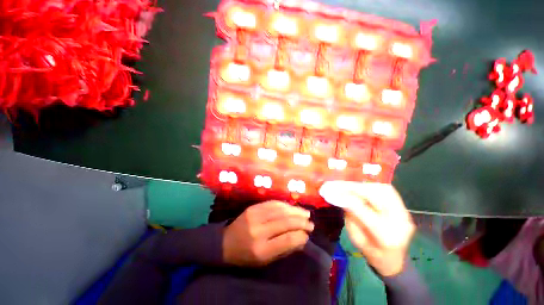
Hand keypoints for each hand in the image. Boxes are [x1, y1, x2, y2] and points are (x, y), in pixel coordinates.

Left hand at [223, 201, 313, 266]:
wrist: (225, 243)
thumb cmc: (246, 256)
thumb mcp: (265, 261)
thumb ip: (284, 249)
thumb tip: (302, 238)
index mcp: (261, 249)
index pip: (287, 240)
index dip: (301, 236)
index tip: (307, 235)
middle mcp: (259, 230)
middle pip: (285, 222)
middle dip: (301, 221)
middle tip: (311, 223)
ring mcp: (255, 216)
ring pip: (280, 210)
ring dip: (295, 211)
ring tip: (306, 213)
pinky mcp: (253, 207)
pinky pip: (272, 203)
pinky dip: (285, 205)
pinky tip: (292, 207)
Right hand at [320, 181, 414, 276]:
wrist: (394, 261)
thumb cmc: (372, 253)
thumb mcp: (356, 238)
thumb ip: (350, 216)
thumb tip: (341, 196)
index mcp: (385, 236)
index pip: (362, 209)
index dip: (345, 197)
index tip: (332, 190)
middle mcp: (399, 222)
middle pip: (376, 195)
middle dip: (354, 187)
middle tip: (339, 184)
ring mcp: (405, 214)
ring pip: (383, 189)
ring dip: (363, 185)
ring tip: (349, 185)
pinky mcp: (405, 209)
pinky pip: (389, 191)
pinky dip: (373, 186)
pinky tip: (363, 187)